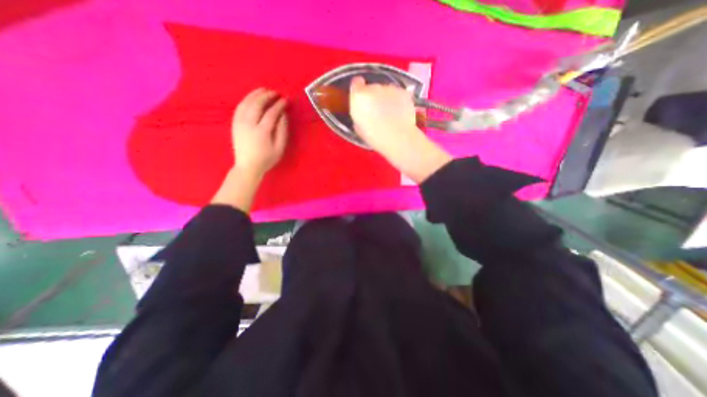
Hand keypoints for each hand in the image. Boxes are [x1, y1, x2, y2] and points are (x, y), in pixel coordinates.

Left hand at [233, 89, 286, 178]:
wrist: (247, 166)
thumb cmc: (267, 159)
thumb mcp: (279, 148)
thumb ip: (282, 131)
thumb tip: (283, 115)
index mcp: (262, 131)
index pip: (271, 112)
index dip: (279, 105)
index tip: (285, 100)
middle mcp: (249, 124)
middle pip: (257, 104)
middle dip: (267, 96)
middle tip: (275, 93)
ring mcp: (239, 123)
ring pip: (246, 103)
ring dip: (255, 94)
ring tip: (264, 90)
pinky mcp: (234, 124)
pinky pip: (239, 107)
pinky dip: (246, 100)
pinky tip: (252, 98)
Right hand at [349, 78, 452, 184]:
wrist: (397, 137)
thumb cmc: (374, 136)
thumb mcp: (358, 127)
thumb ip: (359, 114)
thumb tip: (363, 111)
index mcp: (359, 96)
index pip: (356, 82)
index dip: (358, 89)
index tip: (361, 97)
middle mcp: (374, 87)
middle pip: (372, 88)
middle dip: (374, 97)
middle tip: (377, 111)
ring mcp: (390, 88)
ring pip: (386, 90)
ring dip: (386, 98)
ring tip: (390, 114)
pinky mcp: (403, 92)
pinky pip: (398, 94)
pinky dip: (398, 101)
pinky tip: (400, 113)